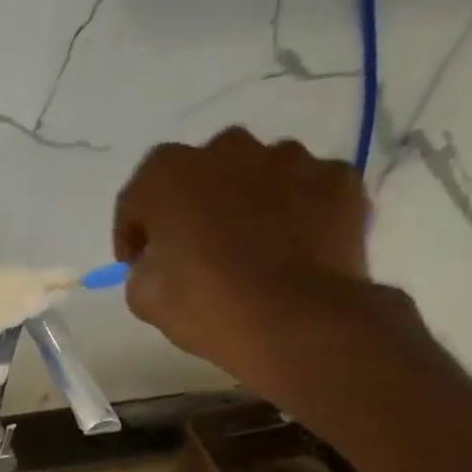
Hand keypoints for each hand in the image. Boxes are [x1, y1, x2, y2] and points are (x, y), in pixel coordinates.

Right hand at [113, 128, 374, 395]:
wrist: (298, 321)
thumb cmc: (207, 306)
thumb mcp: (145, 298)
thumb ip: (144, 267)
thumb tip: (159, 262)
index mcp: (169, 175)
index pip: (138, 196)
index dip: (134, 231)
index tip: (138, 261)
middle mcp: (228, 150)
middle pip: (201, 172)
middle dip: (194, 203)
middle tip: (195, 246)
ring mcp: (290, 159)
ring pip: (257, 173)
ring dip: (248, 200)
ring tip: (252, 244)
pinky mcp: (338, 178)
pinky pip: (306, 189)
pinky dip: (297, 210)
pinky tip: (295, 246)